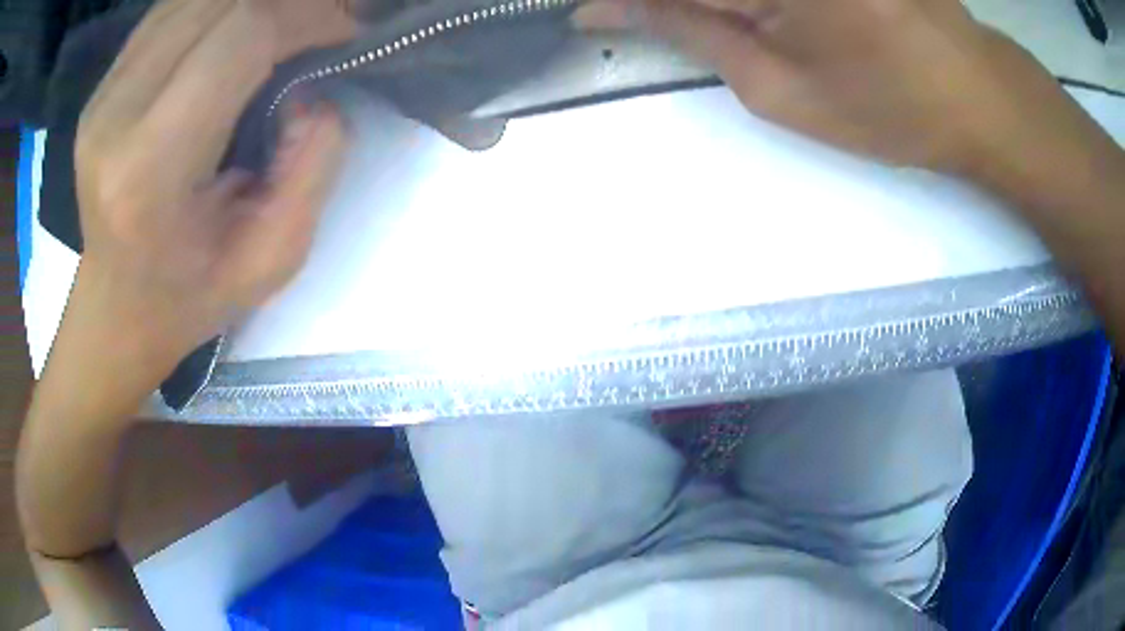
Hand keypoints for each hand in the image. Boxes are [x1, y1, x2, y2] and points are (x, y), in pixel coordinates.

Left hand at [75, 0, 352, 365]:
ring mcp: (102, 96)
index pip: (239, 37)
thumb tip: (313, 92)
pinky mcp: (102, 87)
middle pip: (219, 2)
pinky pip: (171, 11)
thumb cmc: (189, 296)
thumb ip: (314, 167)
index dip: (307, 15)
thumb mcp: (273, 260)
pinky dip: (216, 7)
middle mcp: (115, 117)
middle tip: (323, 22)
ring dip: (252, 1)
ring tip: (285, 25)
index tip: (346, 30)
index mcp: (149, 169)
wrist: (116, 309)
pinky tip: (236, 29)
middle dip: (287, 1)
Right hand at [574, 0, 1096, 176]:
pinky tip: (747, 15)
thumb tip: (621, 10)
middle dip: (660, 0)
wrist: (975, 92)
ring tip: (728, 31)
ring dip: (702, 1)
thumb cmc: (891, 109)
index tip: (584, 14)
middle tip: (634, 17)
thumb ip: (696, 33)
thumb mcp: (784, 91)